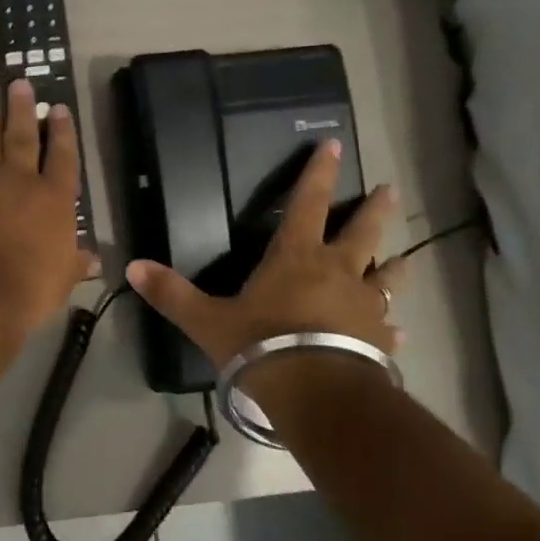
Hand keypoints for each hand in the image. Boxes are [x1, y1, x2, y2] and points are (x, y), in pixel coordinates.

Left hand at [0, 79, 94, 334]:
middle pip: (23, 136)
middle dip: (23, 109)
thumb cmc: (28, 286)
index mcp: (53, 198)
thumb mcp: (62, 279)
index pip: (63, 156)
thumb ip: (75, 263)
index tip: (59, 108)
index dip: (63, 131)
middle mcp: (18, 179)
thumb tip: (93, 260)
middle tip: (20, 83)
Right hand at [124, 141, 405, 364]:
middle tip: (389, 189)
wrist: (318, 396)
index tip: (332, 144)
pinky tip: (398, 331)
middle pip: (363, 231)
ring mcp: (365, 306)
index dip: (318, 173)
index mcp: (297, 257)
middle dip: (374, 208)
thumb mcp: (208, 321)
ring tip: (407, 256)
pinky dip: (391, 325)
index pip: (308, 203)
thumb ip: (172, 294)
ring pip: (388, 276)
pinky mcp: (381, 341)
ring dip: (396, 263)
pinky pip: (389, 326)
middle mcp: (338, 272)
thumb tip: (132, 267)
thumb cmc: (262, 347)